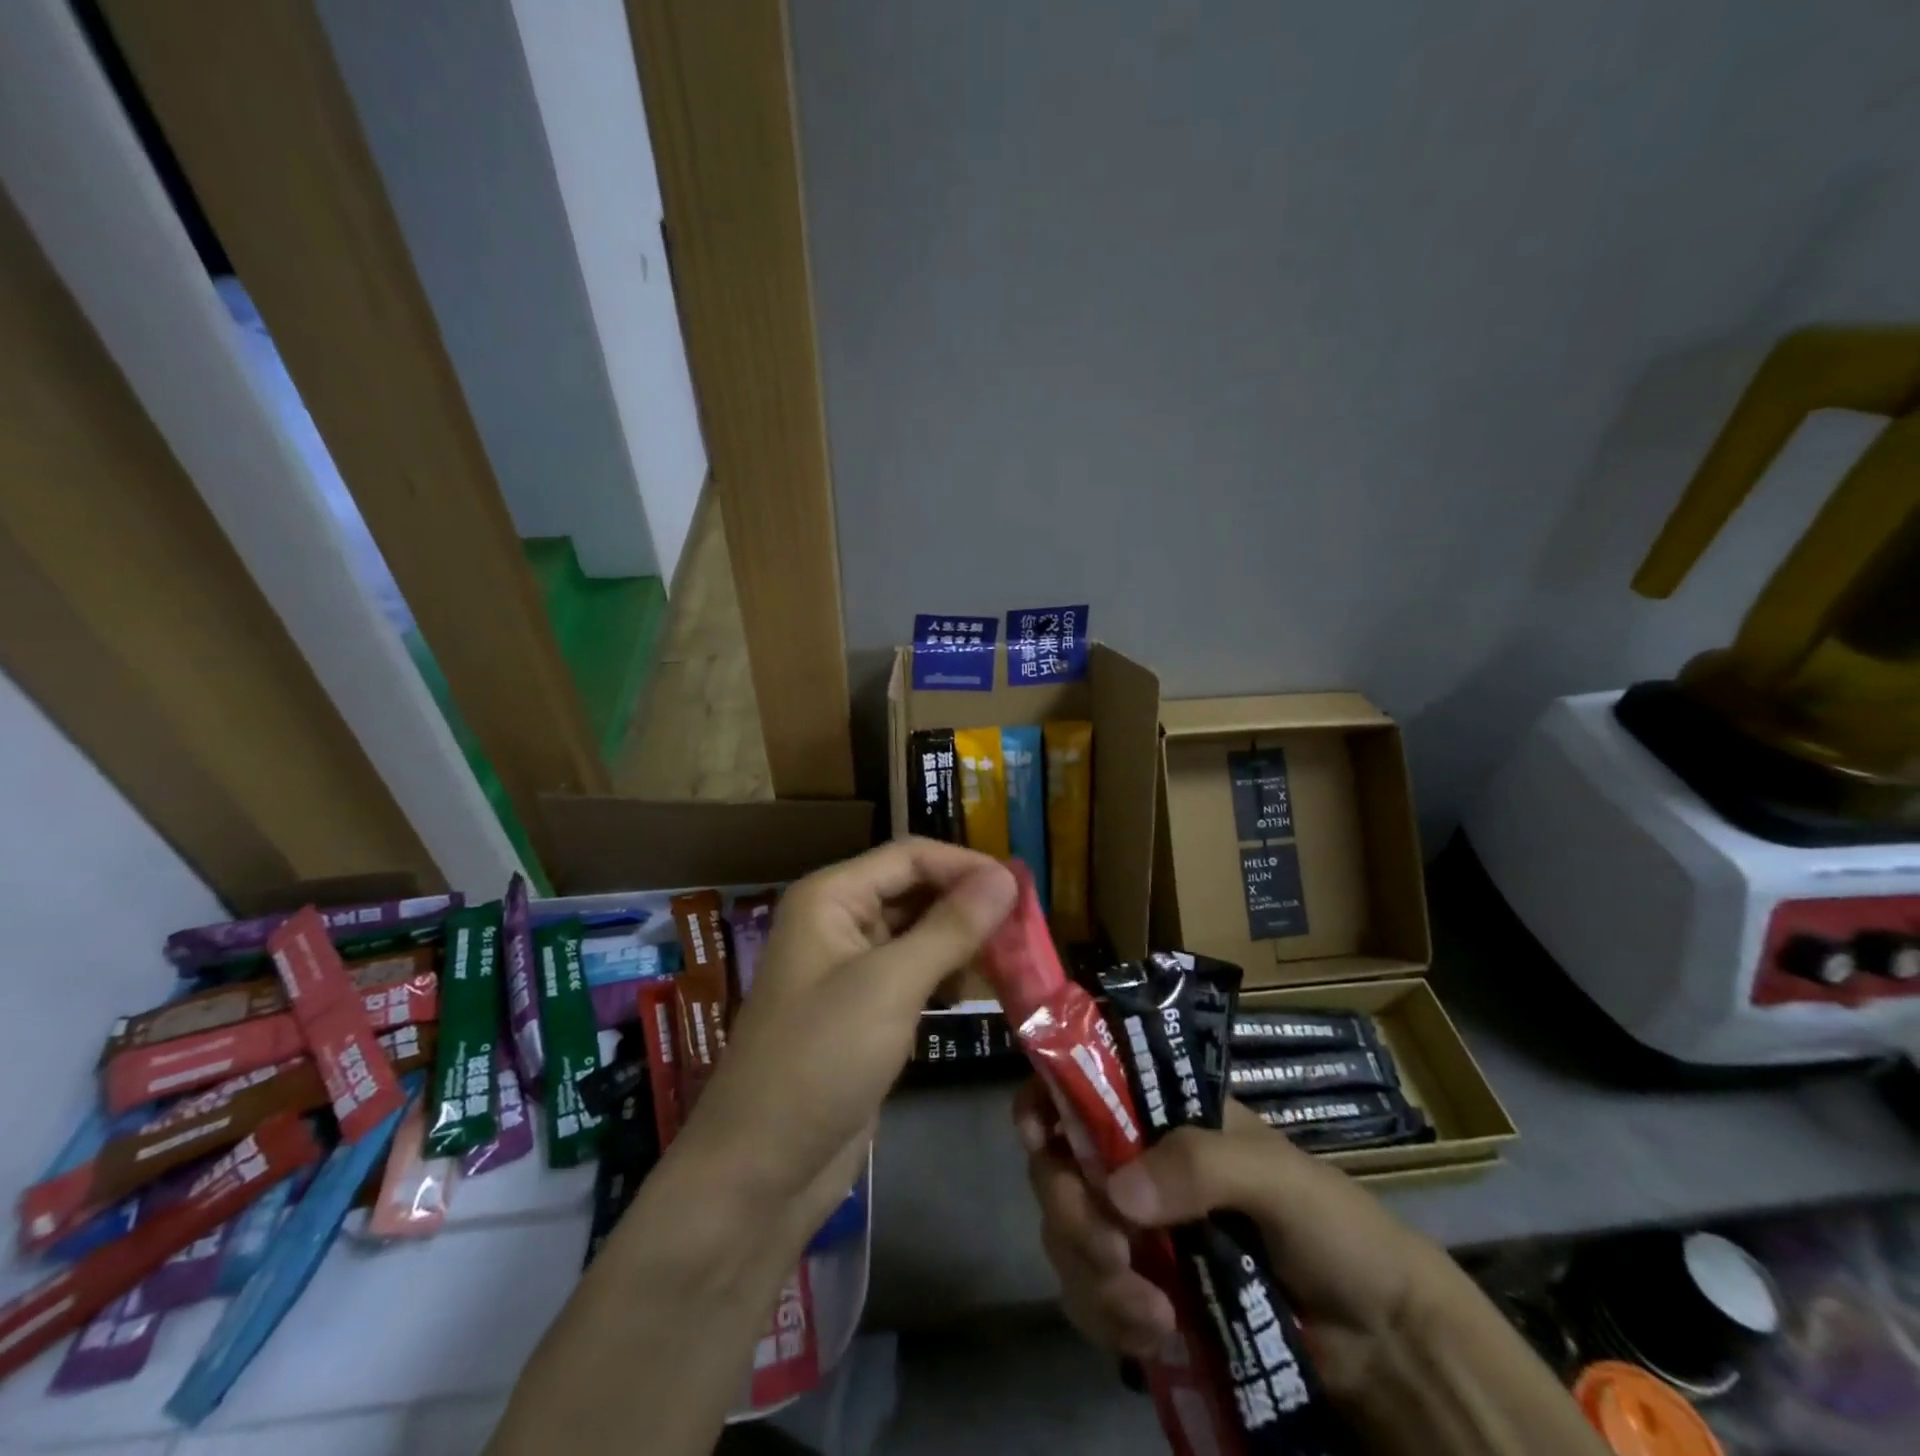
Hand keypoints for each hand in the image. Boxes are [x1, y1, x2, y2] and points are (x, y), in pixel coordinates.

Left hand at [679, 839, 1016, 1239]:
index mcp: (831, 898)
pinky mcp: (864, 1011)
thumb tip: (1006, 876)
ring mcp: (850, 969)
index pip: (909, 856)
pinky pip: (914, 975)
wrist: (761, 1171)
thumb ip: (951, 927)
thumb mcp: (890, 986)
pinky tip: (981, 993)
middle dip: (969, 905)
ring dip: (964, 942)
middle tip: (1027, 928)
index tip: (1023, 889)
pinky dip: (948, 977)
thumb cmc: (820, 1059)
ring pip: (919, 934)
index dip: (966, 865)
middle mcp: (838, 922)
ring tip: (1016, 960)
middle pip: (916, 891)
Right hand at [1019, 1088, 1456, 1397]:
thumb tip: (1117, 1190)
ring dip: (1091, 1276)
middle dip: (1071, 1210)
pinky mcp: (1141, 1291)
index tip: (1036, 1133)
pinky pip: (1088, 1297)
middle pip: (1060, 1165)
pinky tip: (1154, 1335)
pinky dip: (1107, 1317)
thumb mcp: (1276, 1178)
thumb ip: (1201, 1165)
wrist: (1379, 1342)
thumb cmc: (1333, 1228)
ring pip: (1066, 1234)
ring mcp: (1137, 1229)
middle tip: (1113, 1252)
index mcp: (1165, 1116)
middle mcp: (1138, 1163)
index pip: (1088, 1084)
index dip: (1048, 1097)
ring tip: (1150, 1313)